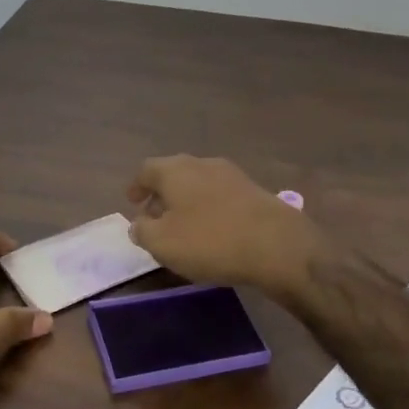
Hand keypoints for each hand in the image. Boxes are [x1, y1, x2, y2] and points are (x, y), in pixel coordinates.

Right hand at [126, 155, 321, 296]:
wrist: (277, 245)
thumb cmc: (210, 241)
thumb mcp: (163, 243)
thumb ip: (143, 231)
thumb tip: (139, 223)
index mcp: (175, 170)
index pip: (146, 169)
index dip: (136, 186)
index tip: (132, 202)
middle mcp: (202, 163)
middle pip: (174, 173)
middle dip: (161, 194)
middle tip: (154, 216)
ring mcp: (231, 175)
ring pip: (198, 183)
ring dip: (186, 201)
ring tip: (182, 226)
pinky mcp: (253, 191)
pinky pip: (220, 195)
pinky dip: (208, 207)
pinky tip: (212, 229)